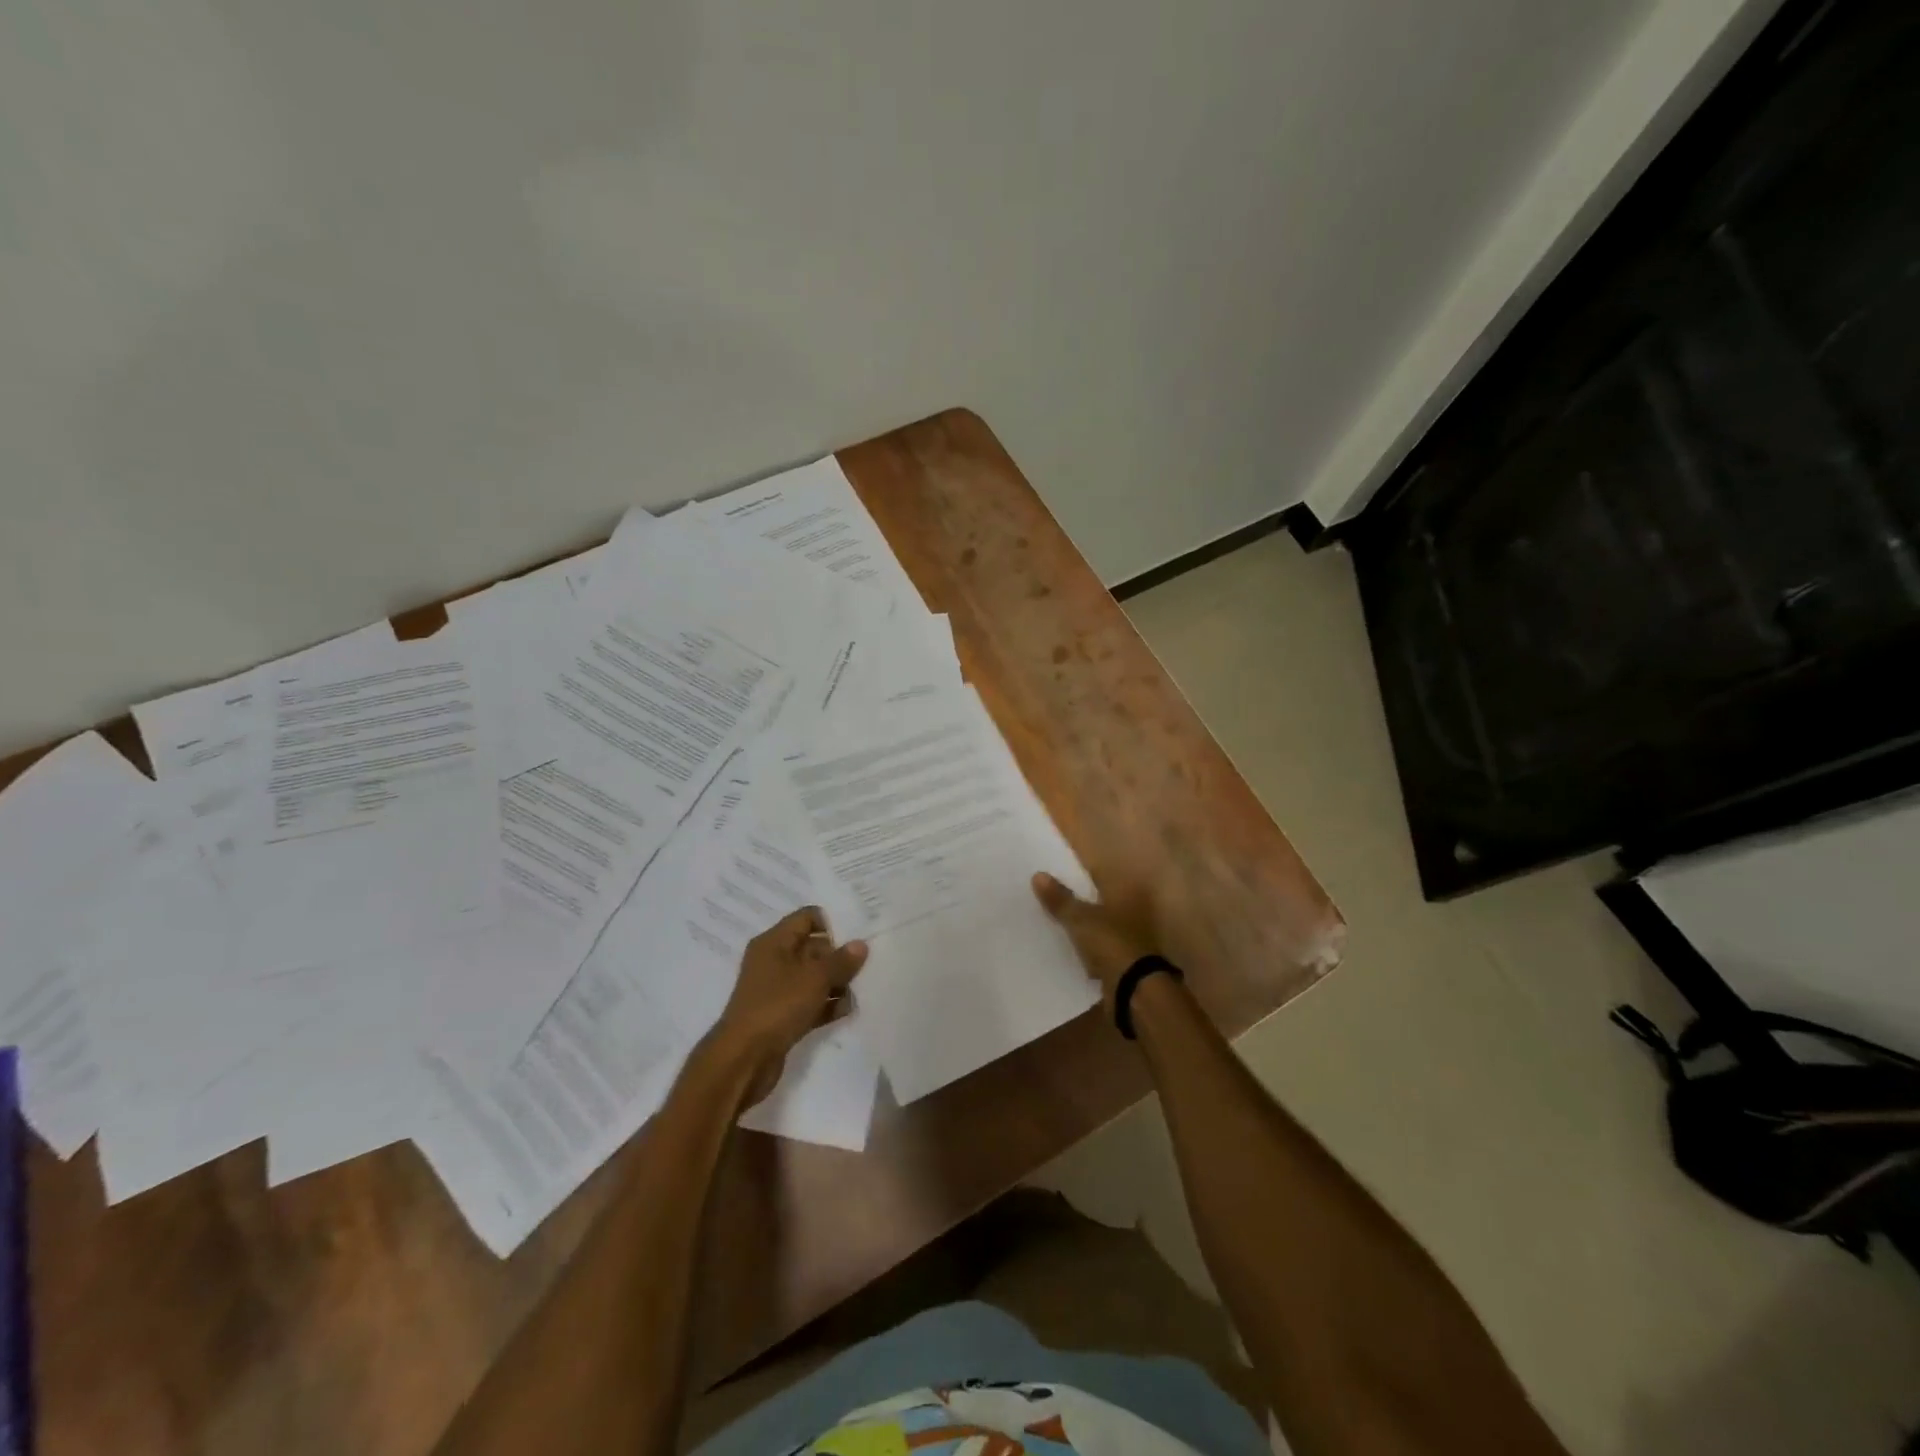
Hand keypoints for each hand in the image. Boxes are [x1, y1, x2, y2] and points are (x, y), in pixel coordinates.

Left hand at [707, 906, 867, 1104]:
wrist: (743, 1060)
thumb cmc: (777, 1006)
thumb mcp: (814, 978)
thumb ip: (840, 961)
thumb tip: (860, 944)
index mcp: (774, 942)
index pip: (807, 918)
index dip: (832, 923)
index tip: (858, 935)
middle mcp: (774, 961)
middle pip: (813, 948)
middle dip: (839, 956)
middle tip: (867, 964)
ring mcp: (777, 990)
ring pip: (814, 977)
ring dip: (837, 983)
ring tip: (862, 989)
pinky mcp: (782, 1016)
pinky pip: (810, 1002)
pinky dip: (827, 1005)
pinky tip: (849, 1010)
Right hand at [1032, 872, 1158, 1011]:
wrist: (1134, 991)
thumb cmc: (1111, 944)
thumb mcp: (1080, 919)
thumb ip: (1060, 900)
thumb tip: (1038, 874)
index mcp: (1123, 894)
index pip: (1095, 876)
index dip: (1074, 873)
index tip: (1051, 871)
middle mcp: (1128, 912)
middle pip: (1095, 901)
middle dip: (1074, 900)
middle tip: (1044, 896)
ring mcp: (1126, 937)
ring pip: (1095, 925)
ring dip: (1078, 926)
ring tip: (1047, 922)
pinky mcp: (1120, 961)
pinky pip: (1095, 949)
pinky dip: (1082, 949)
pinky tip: (1062, 949)